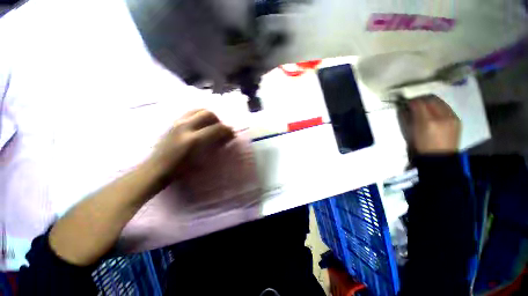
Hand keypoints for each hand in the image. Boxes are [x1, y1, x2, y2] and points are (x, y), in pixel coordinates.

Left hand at [148, 109, 234, 177]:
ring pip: (198, 110)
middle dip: (218, 121)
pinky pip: (190, 113)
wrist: (157, 167)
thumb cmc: (182, 168)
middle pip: (208, 114)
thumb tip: (226, 137)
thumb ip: (216, 145)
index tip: (231, 134)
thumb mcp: (202, 159)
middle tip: (221, 129)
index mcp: (194, 139)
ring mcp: (177, 122)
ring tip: (211, 125)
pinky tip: (200, 125)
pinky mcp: (173, 122)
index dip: (227, 130)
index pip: (217, 128)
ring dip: (209, 116)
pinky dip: (199, 116)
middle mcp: (185, 126)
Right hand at [400, 95, 460, 153]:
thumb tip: (405, 107)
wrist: (439, 159)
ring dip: (430, 101)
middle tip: (414, 103)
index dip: (411, 101)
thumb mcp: (410, 133)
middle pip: (431, 99)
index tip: (405, 103)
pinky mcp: (457, 120)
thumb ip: (407, 118)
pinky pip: (446, 107)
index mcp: (427, 122)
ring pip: (439, 102)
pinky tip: (433, 112)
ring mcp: (452, 118)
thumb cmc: (420, 147)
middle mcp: (442, 117)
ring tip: (423, 107)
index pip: (419, 103)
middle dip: (421, 99)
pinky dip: (437, 106)